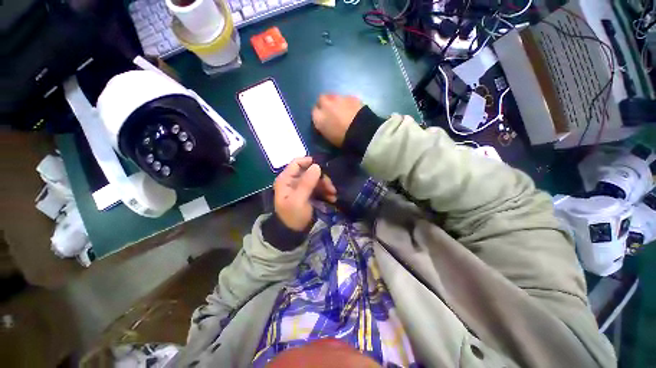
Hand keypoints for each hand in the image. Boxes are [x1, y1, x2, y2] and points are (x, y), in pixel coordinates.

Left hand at [273, 157, 336, 230]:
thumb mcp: (299, 200)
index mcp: (286, 179)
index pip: (297, 163)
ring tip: (333, 195)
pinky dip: (325, 191)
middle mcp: (293, 181)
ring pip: (316, 179)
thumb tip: (316, 166)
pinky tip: (331, 198)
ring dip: (326, 186)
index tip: (323, 168)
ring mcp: (301, 187)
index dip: (310, 162)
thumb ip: (307, 183)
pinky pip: (318, 188)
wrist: (292, 233)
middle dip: (322, 178)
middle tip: (331, 187)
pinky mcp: (308, 193)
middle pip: (309, 171)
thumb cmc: (293, 216)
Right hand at [312, 95, 363, 146]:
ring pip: (333, 96)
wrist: (361, 132)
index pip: (314, 112)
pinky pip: (346, 98)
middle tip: (331, 111)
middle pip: (321, 99)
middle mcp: (326, 105)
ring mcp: (338, 99)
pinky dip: (347, 102)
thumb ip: (324, 127)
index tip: (323, 119)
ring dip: (335, 102)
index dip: (319, 115)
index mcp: (318, 118)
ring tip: (342, 110)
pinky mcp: (351, 96)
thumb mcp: (329, 137)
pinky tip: (352, 109)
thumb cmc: (343, 140)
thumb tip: (325, 123)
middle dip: (325, 103)